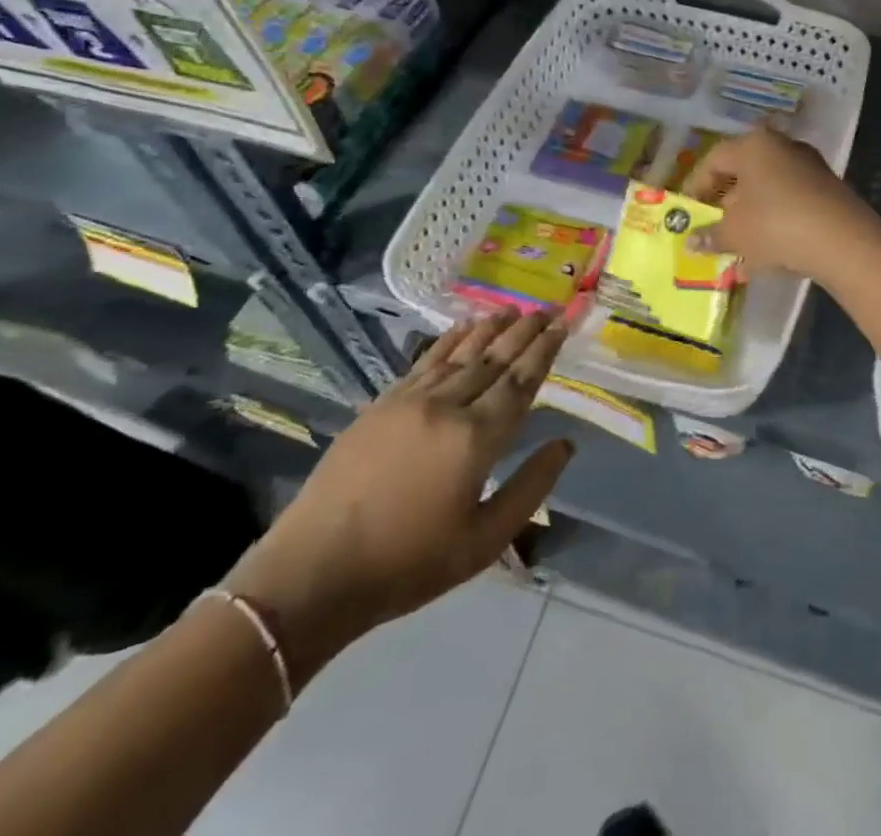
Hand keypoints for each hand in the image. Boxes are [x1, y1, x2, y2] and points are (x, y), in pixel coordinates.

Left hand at [226, 310, 574, 684]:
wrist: (315, 572)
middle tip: (547, 308)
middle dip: (524, 331)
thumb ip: (530, 488)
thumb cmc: (408, 563)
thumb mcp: (484, 541)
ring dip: (490, 328)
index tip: (562, 325)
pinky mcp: (382, 404)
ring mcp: (410, 400)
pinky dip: (449, 341)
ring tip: (512, 309)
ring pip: (460, 353)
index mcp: (476, 438)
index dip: (544, 351)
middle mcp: (447, 406)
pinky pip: (425, 361)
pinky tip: (462, 328)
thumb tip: (565, 444)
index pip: (520, 382)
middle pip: (494, 358)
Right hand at [685, 124, 880, 281]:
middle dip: (725, 202)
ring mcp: (808, 166)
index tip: (687, 211)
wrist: (842, 240)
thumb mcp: (735, 233)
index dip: (696, 186)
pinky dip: (773, 222)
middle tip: (711, 227)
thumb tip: (690, 242)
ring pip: (767, 189)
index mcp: (753, 145)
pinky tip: (765, 252)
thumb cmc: (775, 225)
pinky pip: (788, 202)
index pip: (713, 159)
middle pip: (743, 172)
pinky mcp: (827, 189)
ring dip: (749, 216)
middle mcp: (781, 146)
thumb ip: (710, 235)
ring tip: (736, 246)